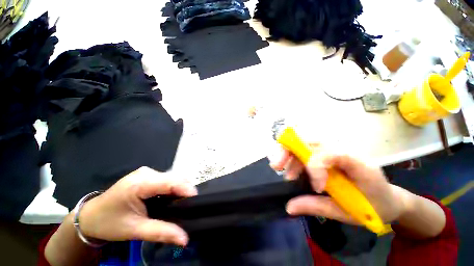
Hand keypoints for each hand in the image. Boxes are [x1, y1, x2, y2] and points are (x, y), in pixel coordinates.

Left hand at [78, 167, 196, 245]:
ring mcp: (147, 172)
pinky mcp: (148, 175)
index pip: (169, 182)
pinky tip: (173, 198)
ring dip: (180, 189)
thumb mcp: (135, 230)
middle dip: (184, 190)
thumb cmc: (109, 223)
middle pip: (174, 178)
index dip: (186, 189)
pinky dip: (173, 188)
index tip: (197, 200)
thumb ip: (161, 233)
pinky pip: (167, 179)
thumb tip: (184, 238)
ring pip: (172, 177)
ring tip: (183, 203)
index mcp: (139, 184)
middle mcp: (145, 173)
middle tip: (190, 206)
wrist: (91, 216)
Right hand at [269, 145, 406, 224]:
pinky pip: (305, 150)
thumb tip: (289, 206)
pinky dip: (293, 158)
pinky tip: (291, 171)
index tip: (317, 187)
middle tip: (277, 166)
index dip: (316, 166)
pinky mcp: (326, 155)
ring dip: (289, 156)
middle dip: (289, 150)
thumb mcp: (348, 212)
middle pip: (311, 141)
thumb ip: (317, 207)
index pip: (331, 152)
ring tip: (287, 175)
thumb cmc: (374, 206)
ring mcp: (333, 150)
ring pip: (304, 143)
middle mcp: (343, 150)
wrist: (387, 198)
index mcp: (359, 163)